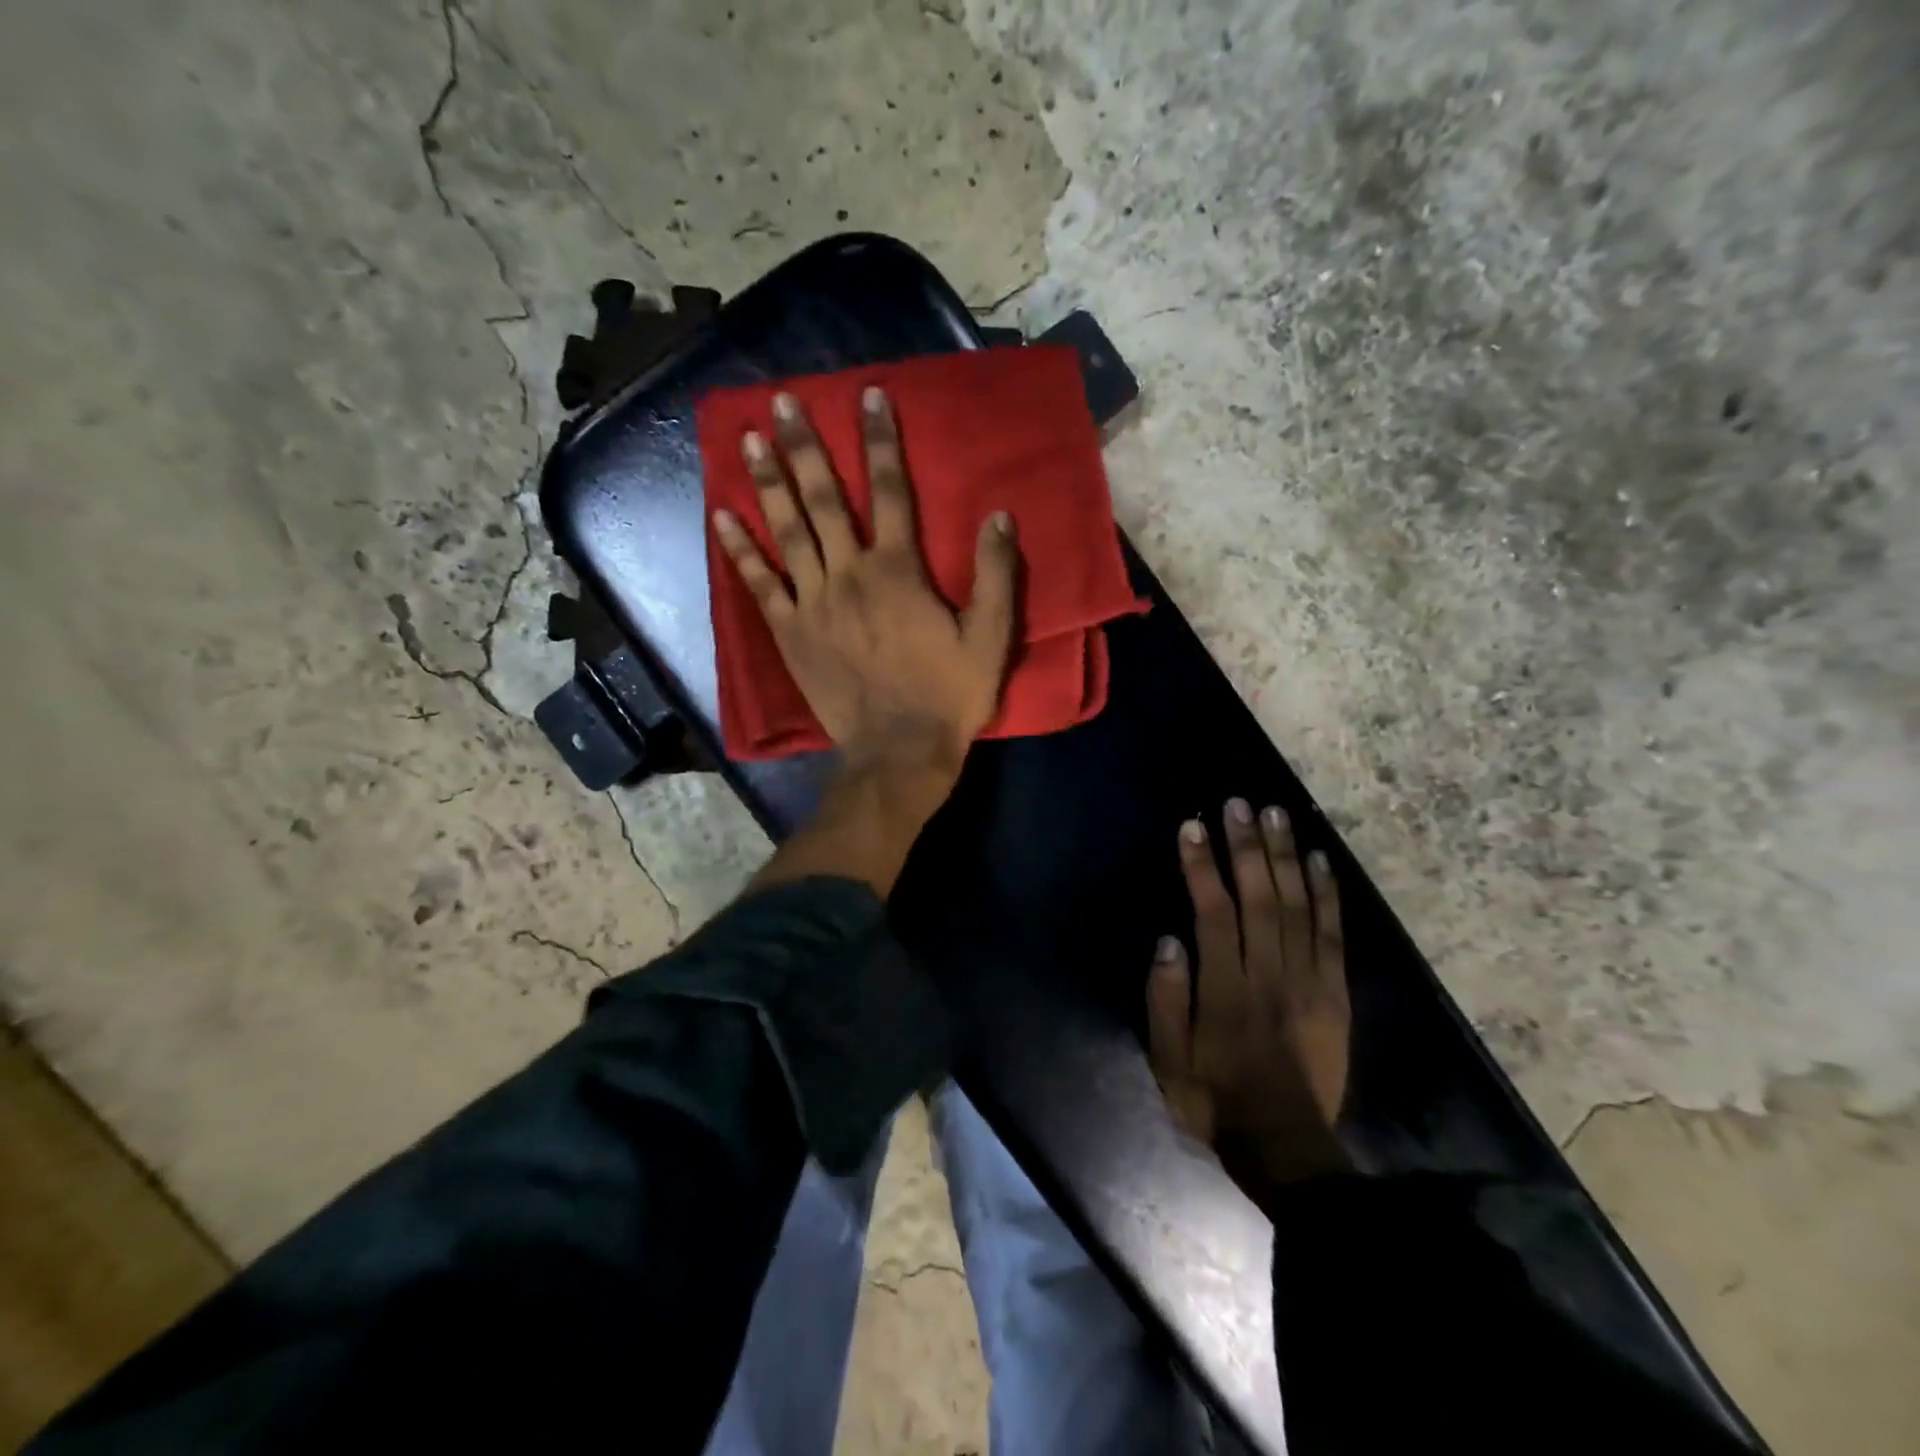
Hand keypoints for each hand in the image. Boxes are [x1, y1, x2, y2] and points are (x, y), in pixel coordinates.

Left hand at [713, 387, 1019, 782]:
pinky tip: (722, 517)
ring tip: (747, 439)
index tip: (867, 396)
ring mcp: (813, 603)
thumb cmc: (948, 696)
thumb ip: (996, 575)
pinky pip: (760, 584)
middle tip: (781, 401)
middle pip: (823, 499)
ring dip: (767, 482)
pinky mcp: (790, 633)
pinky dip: (741, 550)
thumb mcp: (991, 639)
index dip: (879, 440)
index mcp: (899, 571)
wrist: (898, 753)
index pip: (889, 490)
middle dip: (803, 446)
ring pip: (787, 531)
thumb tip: (999, 515)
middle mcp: (850, 575)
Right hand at [1147, 799, 1352, 1194]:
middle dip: (1247, 847)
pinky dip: (1328, 895)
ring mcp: (1308, 982)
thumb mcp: (1168, 1060)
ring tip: (1276, 815)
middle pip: (1260, 898)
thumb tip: (1170, 940)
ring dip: (1286, 857)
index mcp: (1227, 991)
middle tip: (1238, 804)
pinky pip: (1333, 936)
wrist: (1287, 1146)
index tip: (1193, 827)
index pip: (1214, 914)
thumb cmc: (1214, 1098)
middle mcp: (1269, 976)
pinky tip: (1319, 860)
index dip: (1203, 867)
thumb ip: (1166, 1000)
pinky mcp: (1335, 994)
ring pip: (1298, 907)